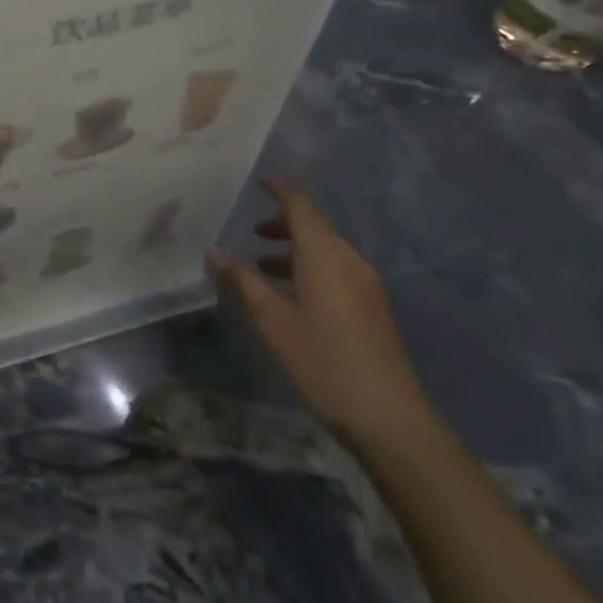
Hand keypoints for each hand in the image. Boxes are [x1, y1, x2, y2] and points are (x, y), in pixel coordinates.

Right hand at [206, 180, 433, 451]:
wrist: (389, 418)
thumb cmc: (323, 362)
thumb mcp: (271, 322)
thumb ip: (241, 282)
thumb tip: (214, 251)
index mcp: (324, 256)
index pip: (301, 207)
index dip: (281, 191)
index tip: (260, 183)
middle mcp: (349, 261)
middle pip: (316, 228)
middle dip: (283, 224)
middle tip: (252, 232)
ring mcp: (366, 286)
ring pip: (326, 252)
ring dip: (295, 250)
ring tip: (264, 265)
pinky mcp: (372, 310)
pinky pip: (337, 272)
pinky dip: (310, 269)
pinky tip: (293, 297)